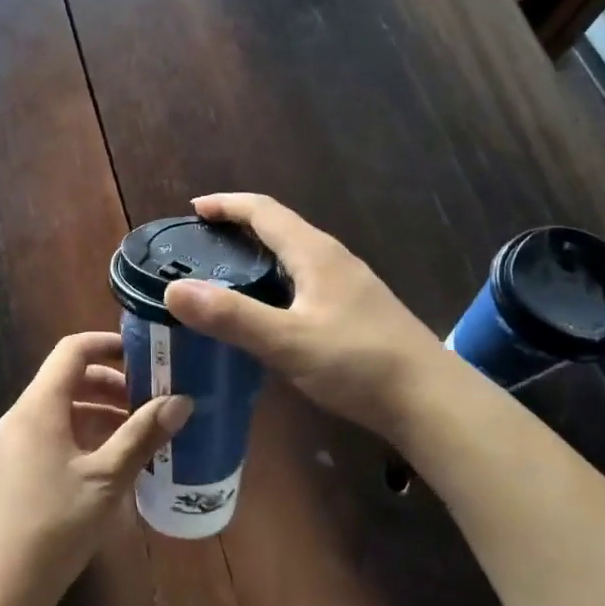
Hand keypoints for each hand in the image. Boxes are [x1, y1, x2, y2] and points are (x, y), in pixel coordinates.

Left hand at [0, 332, 191, 605]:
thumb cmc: (53, 523)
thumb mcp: (107, 478)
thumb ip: (142, 436)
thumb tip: (182, 401)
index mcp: (39, 405)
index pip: (73, 350)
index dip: (109, 344)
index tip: (147, 355)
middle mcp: (22, 416)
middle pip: (69, 380)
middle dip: (114, 385)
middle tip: (155, 400)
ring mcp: (15, 444)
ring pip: (64, 411)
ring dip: (102, 414)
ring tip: (143, 433)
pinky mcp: (16, 471)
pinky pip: (55, 436)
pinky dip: (86, 437)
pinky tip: (115, 464)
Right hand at [164, 193, 453, 441]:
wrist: (431, 400)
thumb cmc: (359, 363)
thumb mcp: (288, 341)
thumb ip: (231, 317)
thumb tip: (173, 289)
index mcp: (314, 253)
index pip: (264, 211)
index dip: (227, 205)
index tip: (194, 208)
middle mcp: (333, 259)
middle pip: (280, 227)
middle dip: (239, 227)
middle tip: (202, 244)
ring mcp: (349, 284)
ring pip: (295, 255)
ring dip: (259, 254)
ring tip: (226, 275)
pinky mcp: (357, 310)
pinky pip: (305, 280)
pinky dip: (276, 280)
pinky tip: (269, 311)